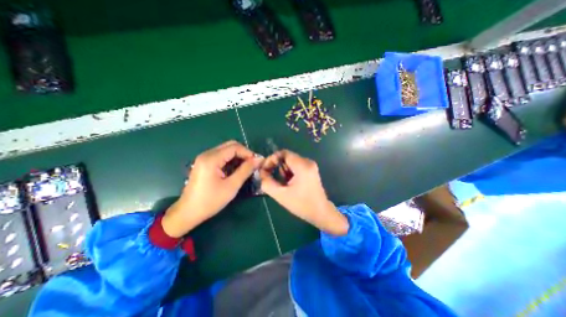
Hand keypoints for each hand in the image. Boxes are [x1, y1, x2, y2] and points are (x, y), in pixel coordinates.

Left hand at [162, 142, 263, 237]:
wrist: (188, 212)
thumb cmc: (211, 201)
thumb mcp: (232, 186)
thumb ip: (246, 170)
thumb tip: (259, 159)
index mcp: (212, 159)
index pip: (235, 147)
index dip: (248, 153)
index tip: (257, 162)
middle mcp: (207, 154)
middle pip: (230, 145)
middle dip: (244, 153)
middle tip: (252, 164)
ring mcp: (204, 158)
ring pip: (226, 150)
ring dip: (238, 156)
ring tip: (246, 167)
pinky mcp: (204, 163)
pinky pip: (221, 156)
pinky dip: (231, 160)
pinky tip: (235, 169)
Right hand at [260, 150, 349, 236]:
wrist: (320, 212)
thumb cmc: (302, 205)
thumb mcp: (281, 195)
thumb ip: (267, 183)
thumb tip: (261, 172)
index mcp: (302, 166)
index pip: (283, 153)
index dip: (271, 159)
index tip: (265, 169)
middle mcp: (308, 162)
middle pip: (287, 157)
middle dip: (276, 165)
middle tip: (270, 177)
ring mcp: (311, 165)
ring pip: (291, 161)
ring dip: (283, 170)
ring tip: (282, 183)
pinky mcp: (311, 170)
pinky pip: (296, 165)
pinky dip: (289, 172)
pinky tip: (289, 183)